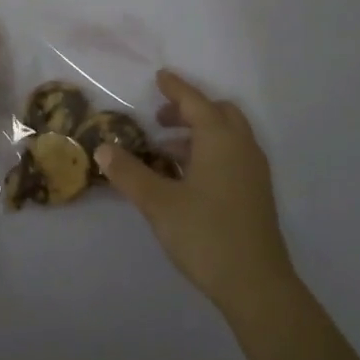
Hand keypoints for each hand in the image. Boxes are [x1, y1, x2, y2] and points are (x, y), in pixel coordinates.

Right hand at [95, 70, 296, 317]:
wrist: (256, 284)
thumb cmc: (205, 234)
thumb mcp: (158, 203)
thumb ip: (129, 173)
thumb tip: (103, 149)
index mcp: (220, 139)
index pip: (195, 102)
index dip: (175, 88)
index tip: (160, 76)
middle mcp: (242, 146)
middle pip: (218, 113)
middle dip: (190, 109)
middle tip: (161, 118)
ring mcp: (254, 170)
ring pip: (228, 135)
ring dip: (199, 132)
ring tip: (166, 150)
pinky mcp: (257, 192)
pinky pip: (233, 154)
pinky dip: (211, 151)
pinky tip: (188, 176)